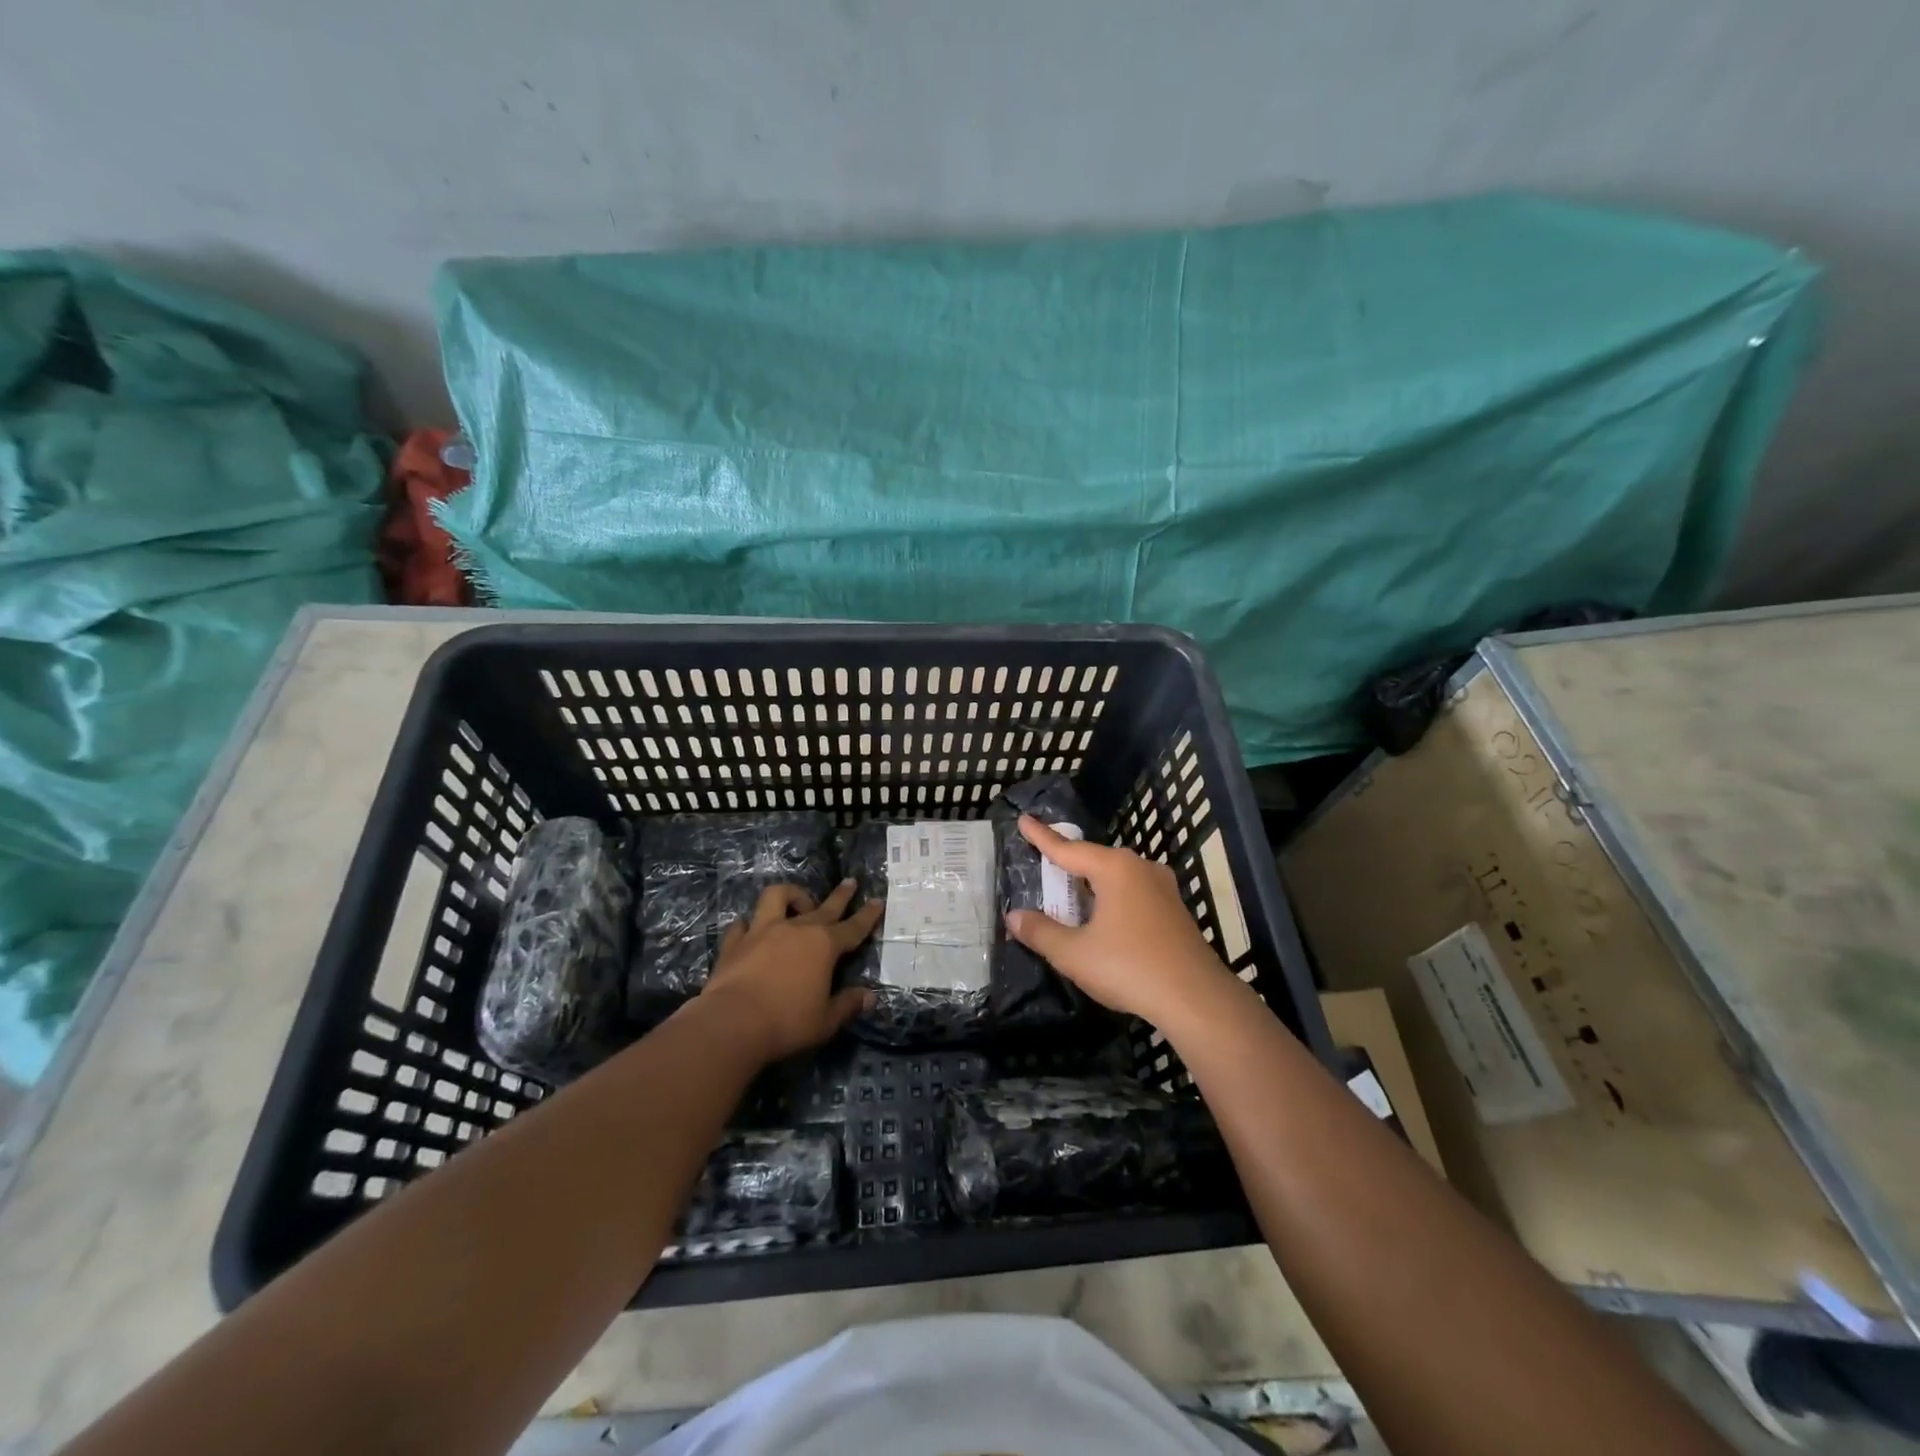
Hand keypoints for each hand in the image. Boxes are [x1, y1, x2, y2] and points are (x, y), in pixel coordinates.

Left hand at [698, 880, 881, 1061]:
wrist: (732, 1023)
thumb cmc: (786, 1022)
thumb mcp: (826, 1021)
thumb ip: (848, 1005)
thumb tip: (870, 996)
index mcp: (824, 946)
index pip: (853, 927)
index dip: (867, 915)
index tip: (877, 901)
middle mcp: (796, 929)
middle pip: (824, 906)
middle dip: (841, 895)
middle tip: (850, 882)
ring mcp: (762, 931)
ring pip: (778, 897)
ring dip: (791, 895)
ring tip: (797, 901)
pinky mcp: (735, 942)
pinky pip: (742, 924)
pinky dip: (749, 925)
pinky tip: (750, 930)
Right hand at [1004, 815, 1233, 1027]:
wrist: (1196, 999)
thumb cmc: (1129, 967)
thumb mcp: (1074, 954)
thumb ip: (1041, 932)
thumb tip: (1013, 917)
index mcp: (1114, 869)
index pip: (1068, 849)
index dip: (1042, 837)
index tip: (1024, 820)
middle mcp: (1140, 868)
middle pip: (1095, 860)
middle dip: (1069, 864)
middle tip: (1044, 864)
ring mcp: (1163, 888)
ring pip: (1117, 877)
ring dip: (1092, 885)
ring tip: (1071, 895)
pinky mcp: (1175, 910)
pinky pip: (1133, 893)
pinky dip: (1112, 899)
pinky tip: (1106, 919)